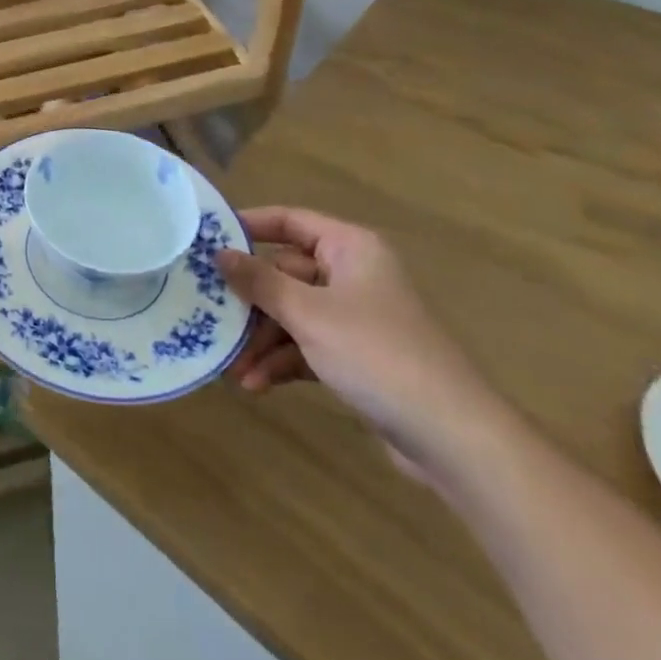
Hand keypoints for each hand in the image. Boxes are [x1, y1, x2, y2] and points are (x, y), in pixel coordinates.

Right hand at [218, 208, 509, 480]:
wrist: (454, 438)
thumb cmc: (377, 355)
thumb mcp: (309, 314)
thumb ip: (259, 282)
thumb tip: (218, 253)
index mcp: (350, 248)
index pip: (289, 221)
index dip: (248, 226)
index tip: (207, 239)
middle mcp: (353, 274)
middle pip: (285, 273)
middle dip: (249, 301)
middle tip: (209, 313)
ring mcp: (356, 317)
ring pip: (293, 314)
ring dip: (261, 339)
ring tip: (231, 366)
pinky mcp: (357, 357)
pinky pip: (307, 345)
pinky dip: (282, 361)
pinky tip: (255, 384)